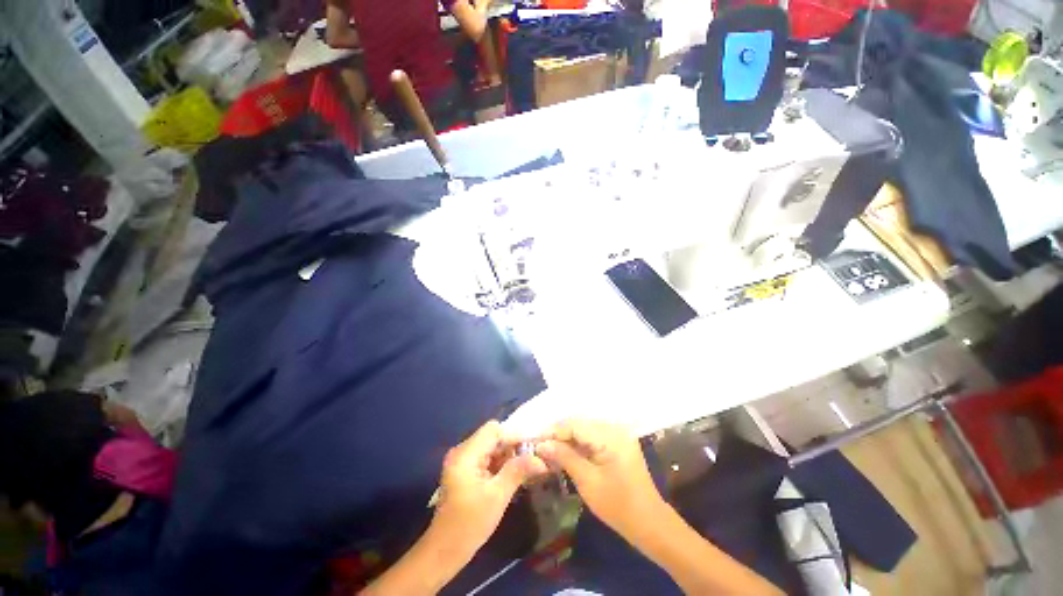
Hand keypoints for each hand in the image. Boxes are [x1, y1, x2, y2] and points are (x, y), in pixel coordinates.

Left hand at [430, 420, 547, 559]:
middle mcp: (461, 451)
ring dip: (506, 456)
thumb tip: (541, 459)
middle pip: (492, 437)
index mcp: (465, 454)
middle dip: (511, 447)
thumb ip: (518, 471)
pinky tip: (510, 475)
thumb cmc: (470, 524)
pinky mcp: (463, 470)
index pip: (493, 430)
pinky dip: (498, 463)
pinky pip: (485, 457)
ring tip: (523, 469)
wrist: (444, 550)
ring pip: (490, 447)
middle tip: (530, 461)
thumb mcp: (498, 496)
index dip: (513, 436)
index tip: (532, 448)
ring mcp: (461, 460)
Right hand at [536, 420, 664, 536]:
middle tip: (540, 445)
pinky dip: (578, 443)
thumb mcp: (587, 482)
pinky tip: (566, 452)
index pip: (575, 425)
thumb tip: (541, 444)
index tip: (534, 440)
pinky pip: (592, 436)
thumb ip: (564, 457)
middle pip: (579, 423)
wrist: (649, 522)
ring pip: (584, 429)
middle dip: (558, 434)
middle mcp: (614, 428)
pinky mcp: (617, 441)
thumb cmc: (618, 505)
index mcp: (610, 436)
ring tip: (549, 449)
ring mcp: (617, 434)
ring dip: (567, 438)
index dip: (553, 431)